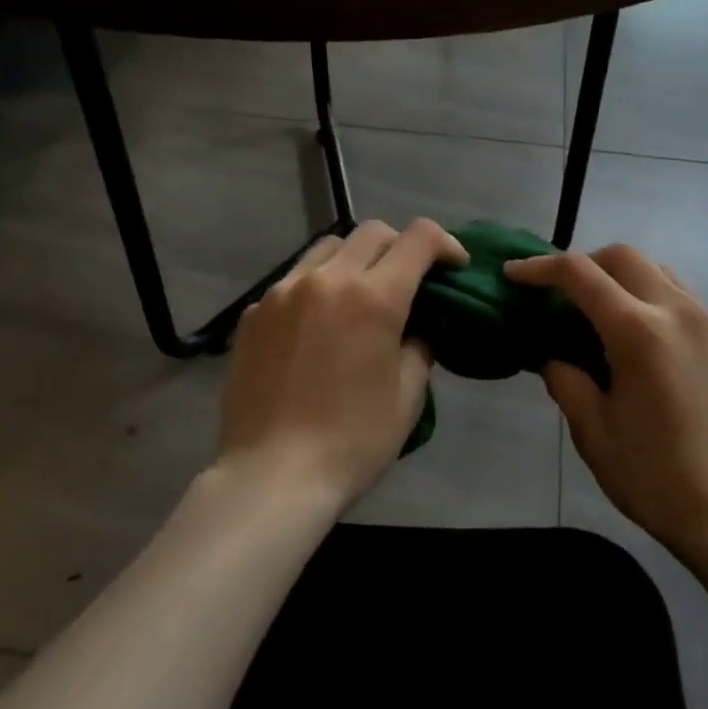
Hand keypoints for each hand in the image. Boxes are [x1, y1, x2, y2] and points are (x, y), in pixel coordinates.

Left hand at [216, 218, 467, 510]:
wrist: (272, 476)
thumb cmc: (352, 441)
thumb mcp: (407, 397)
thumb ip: (419, 347)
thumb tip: (415, 329)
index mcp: (374, 297)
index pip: (418, 238)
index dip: (445, 244)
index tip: (453, 266)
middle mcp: (328, 279)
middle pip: (373, 232)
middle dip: (401, 247)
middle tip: (409, 281)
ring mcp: (284, 291)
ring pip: (329, 247)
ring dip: (355, 259)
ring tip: (359, 295)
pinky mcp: (254, 311)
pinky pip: (294, 279)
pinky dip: (317, 286)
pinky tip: (317, 325)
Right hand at [505, 244, 707, 563]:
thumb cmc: (657, 478)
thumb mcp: (594, 432)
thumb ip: (566, 381)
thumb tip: (554, 357)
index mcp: (638, 331)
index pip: (579, 274)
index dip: (539, 267)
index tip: (513, 274)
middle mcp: (677, 310)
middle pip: (622, 256)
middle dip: (583, 263)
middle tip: (558, 294)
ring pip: (656, 269)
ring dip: (620, 275)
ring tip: (599, 311)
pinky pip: (680, 294)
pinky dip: (649, 294)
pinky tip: (639, 334)